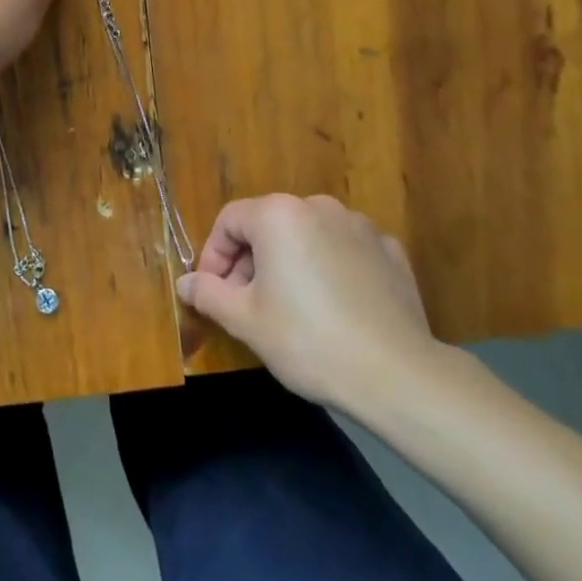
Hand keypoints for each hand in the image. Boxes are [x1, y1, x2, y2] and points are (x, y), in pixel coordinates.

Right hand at [176, 193, 460, 412]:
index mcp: (278, 215)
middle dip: (250, 260)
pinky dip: (330, 268)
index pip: (229, 221)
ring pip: (308, 236)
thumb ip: (209, 293)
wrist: (396, 373)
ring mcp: (359, 225)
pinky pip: (345, 250)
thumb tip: (185, 283)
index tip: (211, 291)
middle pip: (268, 225)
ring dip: (289, 262)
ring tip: (290, 307)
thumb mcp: (245, 320)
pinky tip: (334, 306)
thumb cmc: (307, 340)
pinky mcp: (389, 250)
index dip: (212, 255)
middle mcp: (318, 206)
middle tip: (246, 304)